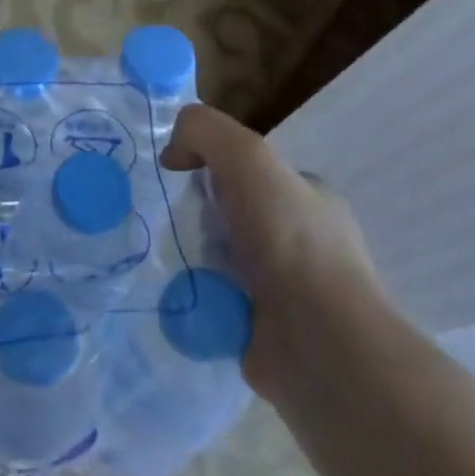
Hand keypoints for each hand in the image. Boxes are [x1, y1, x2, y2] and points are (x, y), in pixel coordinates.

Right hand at [160, 104, 382, 402]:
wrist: (319, 344)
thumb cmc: (290, 242)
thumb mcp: (248, 157)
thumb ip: (205, 131)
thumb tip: (173, 154)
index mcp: (309, 201)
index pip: (250, 175)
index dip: (211, 169)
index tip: (177, 180)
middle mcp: (300, 243)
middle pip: (228, 216)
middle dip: (193, 217)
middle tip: (159, 220)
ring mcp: (283, 291)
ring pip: (216, 260)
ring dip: (185, 257)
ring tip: (154, 256)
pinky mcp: (260, 330)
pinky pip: (210, 301)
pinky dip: (187, 296)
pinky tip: (166, 291)